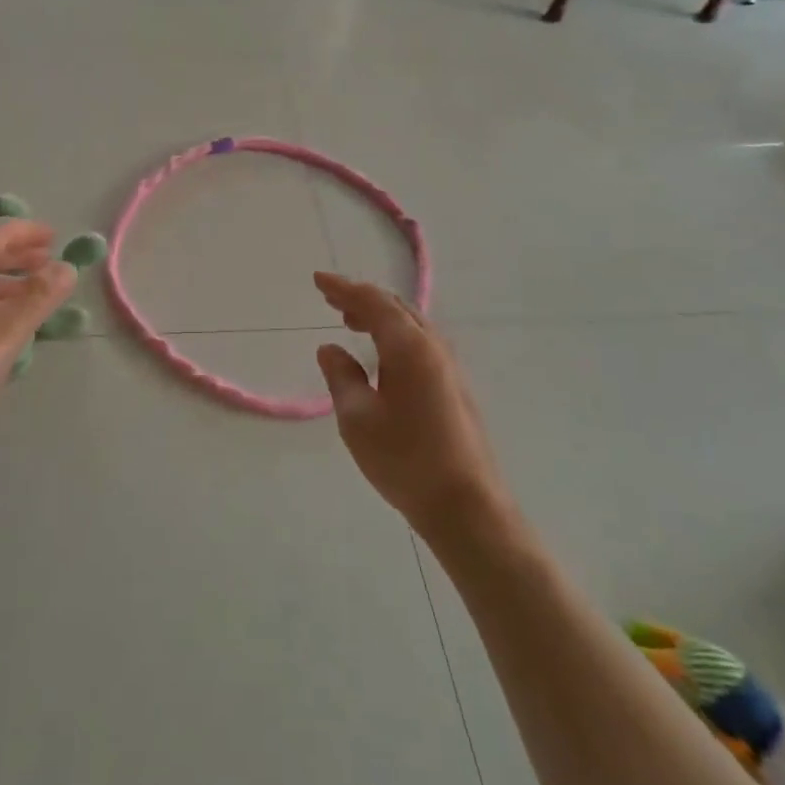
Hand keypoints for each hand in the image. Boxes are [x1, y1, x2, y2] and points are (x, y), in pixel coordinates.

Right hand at [313, 273, 507, 536]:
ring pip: (410, 324)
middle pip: (395, 307)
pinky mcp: (455, 386)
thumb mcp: (357, 418)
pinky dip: (394, 335)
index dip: (343, 288)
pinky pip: (420, 342)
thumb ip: (341, 376)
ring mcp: (449, 366)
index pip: (372, 302)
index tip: (317, 280)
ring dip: (379, 317)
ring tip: (351, 322)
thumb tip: (330, 348)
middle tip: (330, 299)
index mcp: (409, 346)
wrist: (466, 505)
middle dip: (361, 299)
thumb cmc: (405, 459)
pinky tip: (382, 356)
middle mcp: (433, 347)